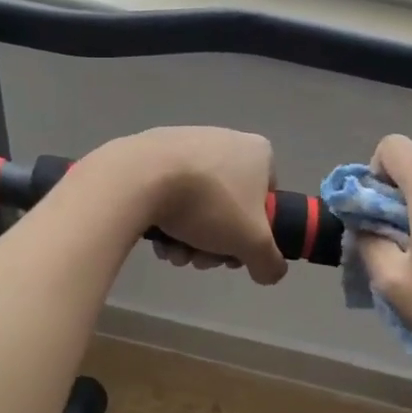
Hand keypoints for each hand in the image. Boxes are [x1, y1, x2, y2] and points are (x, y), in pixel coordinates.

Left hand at [89, 127, 287, 285]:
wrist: (142, 177)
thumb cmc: (210, 203)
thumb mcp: (253, 243)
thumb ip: (270, 262)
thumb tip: (269, 272)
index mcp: (257, 152)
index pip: (266, 198)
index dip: (255, 233)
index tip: (235, 252)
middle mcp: (225, 140)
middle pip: (229, 207)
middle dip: (215, 242)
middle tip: (200, 259)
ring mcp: (187, 143)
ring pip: (198, 204)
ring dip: (189, 238)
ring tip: (174, 253)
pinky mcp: (153, 151)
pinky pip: (169, 192)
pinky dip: (166, 218)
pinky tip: (157, 238)